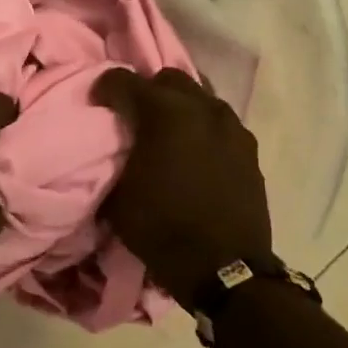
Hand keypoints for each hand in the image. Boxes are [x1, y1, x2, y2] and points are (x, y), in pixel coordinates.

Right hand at [94, 68, 272, 307]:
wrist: (225, 269)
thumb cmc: (162, 229)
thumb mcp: (119, 196)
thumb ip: (115, 159)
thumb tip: (114, 150)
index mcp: (163, 113)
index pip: (124, 80)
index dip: (105, 88)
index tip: (98, 104)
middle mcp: (200, 108)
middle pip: (167, 79)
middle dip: (147, 91)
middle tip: (135, 117)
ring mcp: (230, 126)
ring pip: (199, 97)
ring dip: (179, 107)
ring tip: (168, 134)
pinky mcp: (249, 147)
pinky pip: (220, 122)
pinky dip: (203, 128)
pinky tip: (195, 152)